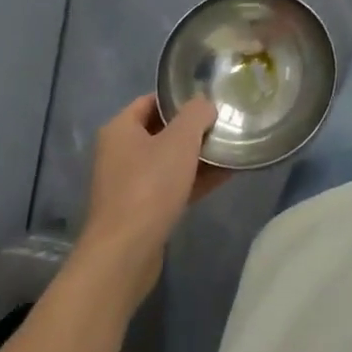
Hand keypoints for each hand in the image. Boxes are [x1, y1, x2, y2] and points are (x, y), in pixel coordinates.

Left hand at [83, 95, 226, 306]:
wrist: (125, 254)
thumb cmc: (149, 186)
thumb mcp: (180, 140)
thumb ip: (196, 113)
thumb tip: (205, 104)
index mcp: (120, 129)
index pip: (152, 100)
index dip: (181, 97)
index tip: (210, 100)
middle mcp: (120, 153)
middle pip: (162, 130)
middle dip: (193, 128)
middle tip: (225, 123)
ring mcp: (129, 184)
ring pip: (169, 160)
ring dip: (198, 155)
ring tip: (231, 147)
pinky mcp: (141, 210)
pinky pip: (171, 185)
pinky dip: (195, 179)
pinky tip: (225, 175)